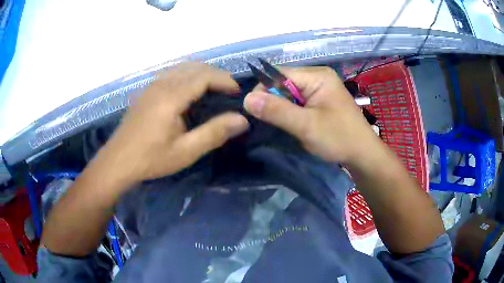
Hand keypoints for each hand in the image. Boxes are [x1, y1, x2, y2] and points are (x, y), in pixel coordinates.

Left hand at [98, 63, 248, 184]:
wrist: (117, 162)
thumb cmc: (151, 159)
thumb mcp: (185, 152)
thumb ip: (214, 133)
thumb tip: (242, 120)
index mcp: (171, 97)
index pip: (204, 76)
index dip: (225, 80)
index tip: (238, 93)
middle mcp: (161, 84)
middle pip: (194, 67)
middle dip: (216, 75)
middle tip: (229, 93)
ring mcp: (151, 86)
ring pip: (182, 68)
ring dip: (201, 74)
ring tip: (213, 91)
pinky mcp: (146, 91)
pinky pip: (171, 74)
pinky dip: (187, 77)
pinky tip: (189, 94)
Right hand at [244, 67, 379, 165]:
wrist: (363, 154)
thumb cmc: (339, 138)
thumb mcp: (306, 126)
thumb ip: (277, 111)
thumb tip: (247, 99)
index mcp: (317, 76)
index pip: (279, 74)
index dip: (264, 89)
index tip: (254, 110)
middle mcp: (318, 77)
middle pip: (284, 82)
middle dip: (273, 100)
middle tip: (268, 121)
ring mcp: (320, 88)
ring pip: (289, 93)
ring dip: (282, 108)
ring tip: (280, 124)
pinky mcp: (320, 100)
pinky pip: (298, 100)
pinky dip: (290, 111)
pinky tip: (291, 123)